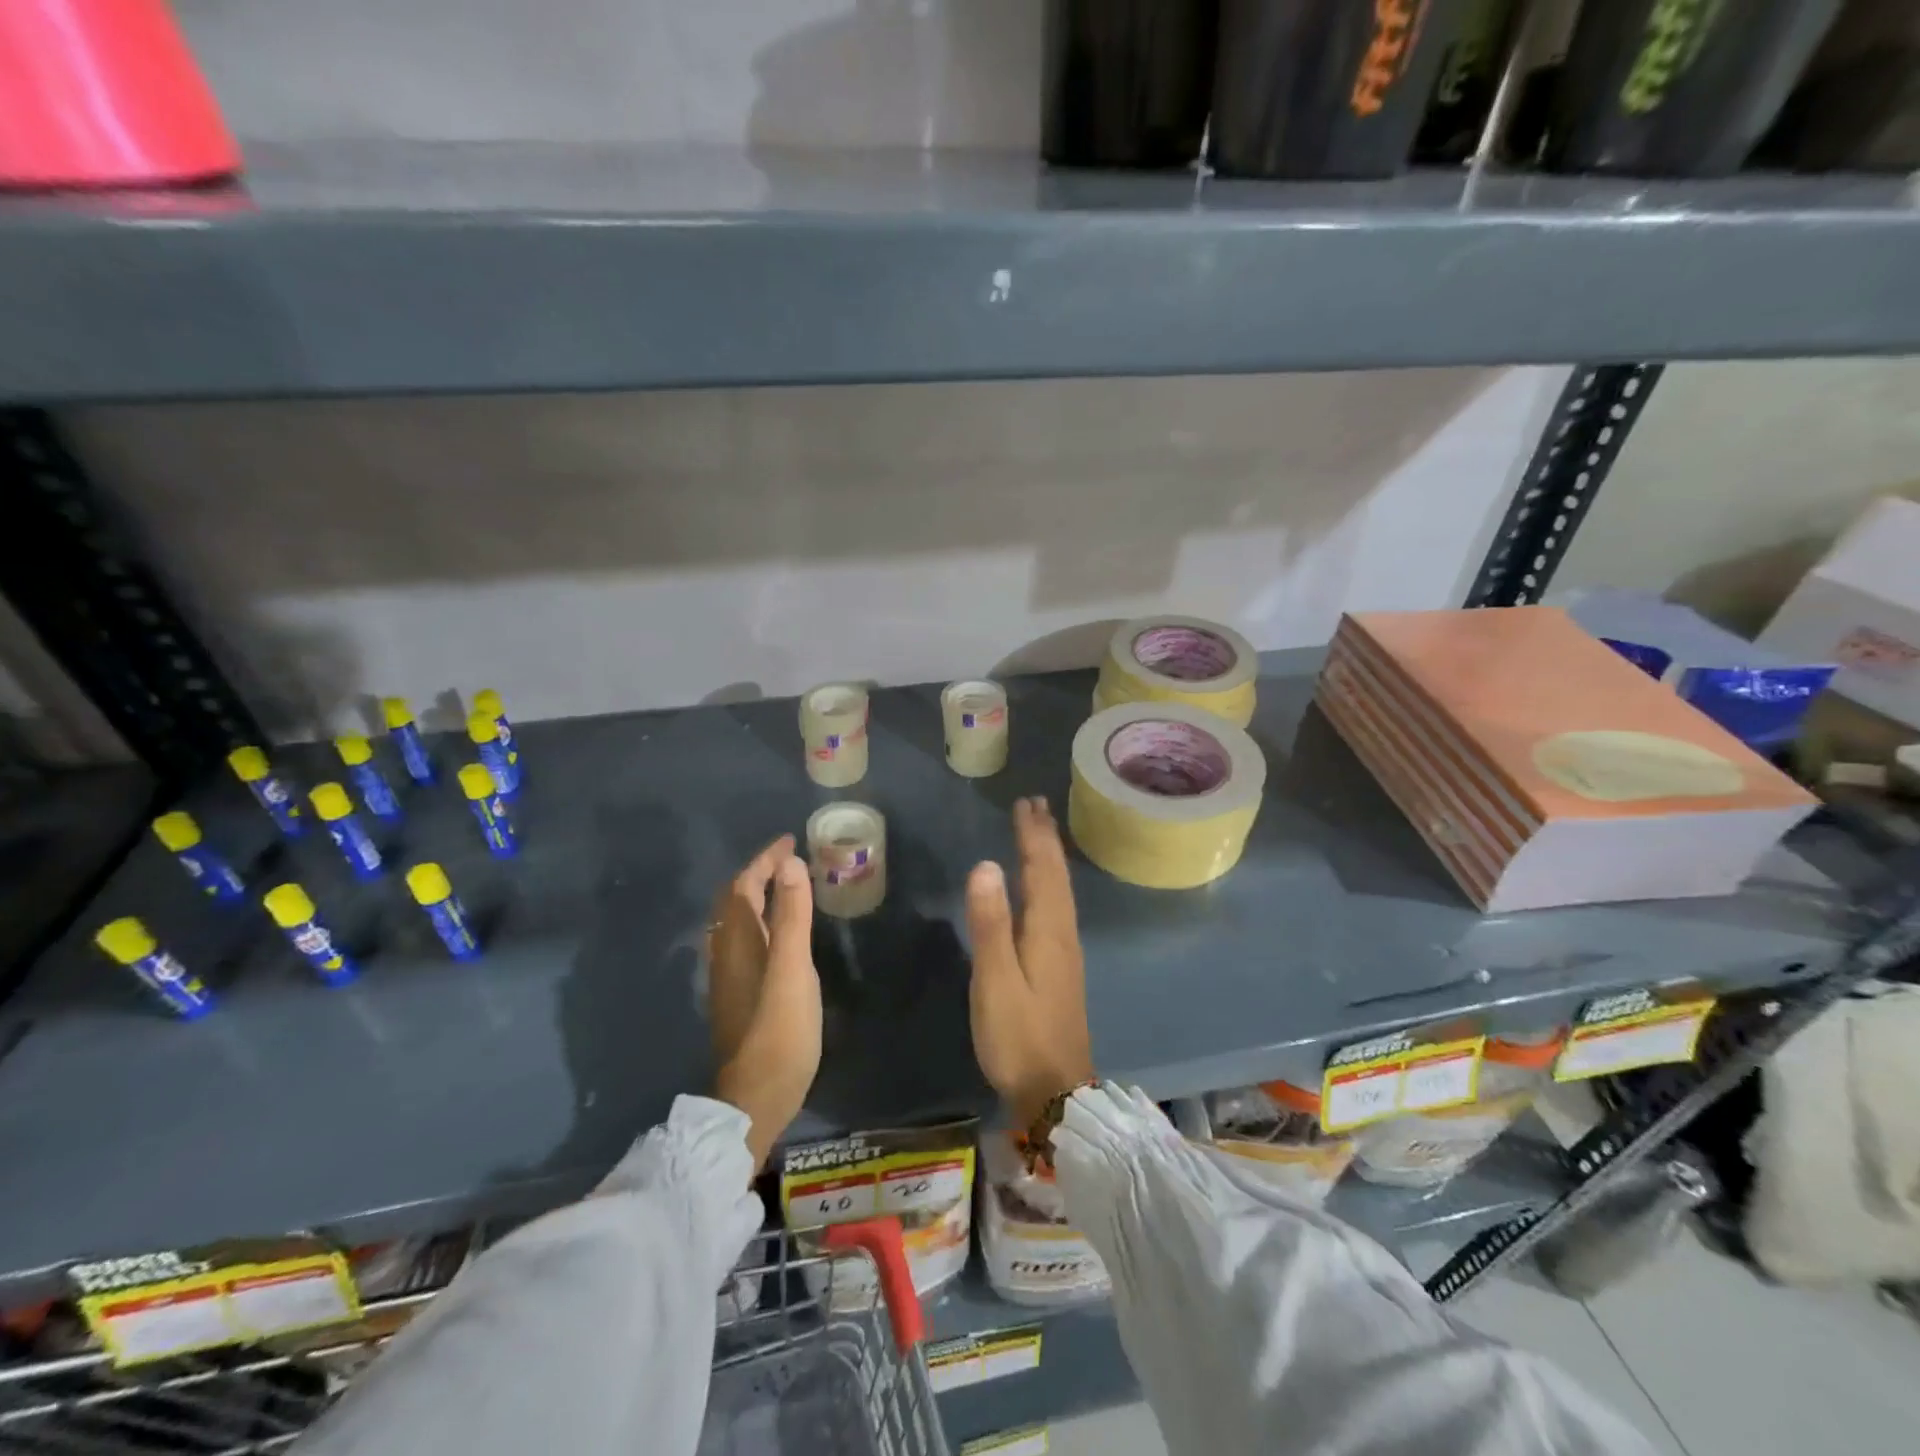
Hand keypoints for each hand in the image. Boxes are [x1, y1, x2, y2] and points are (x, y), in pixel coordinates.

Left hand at [709, 835, 820, 1170]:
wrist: (756, 1097)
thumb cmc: (779, 1031)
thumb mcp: (793, 969)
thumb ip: (792, 916)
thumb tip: (789, 863)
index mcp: (739, 943)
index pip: (744, 886)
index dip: (764, 860)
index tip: (789, 841)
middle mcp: (727, 954)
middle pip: (735, 902)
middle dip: (758, 873)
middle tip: (790, 859)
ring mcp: (730, 977)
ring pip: (738, 922)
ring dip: (757, 896)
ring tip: (786, 886)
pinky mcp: (739, 995)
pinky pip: (745, 940)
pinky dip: (761, 920)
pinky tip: (779, 933)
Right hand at [966, 798, 1092, 1128]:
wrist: (1056, 1092)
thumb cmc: (1019, 1036)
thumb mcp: (996, 980)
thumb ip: (990, 924)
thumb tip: (985, 864)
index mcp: (1048, 931)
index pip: (1042, 871)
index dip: (1033, 836)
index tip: (1025, 804)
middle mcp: (1063, 934)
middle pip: (1056, 876)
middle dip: (1045, 839)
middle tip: (1036, 806)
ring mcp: (1066, 953)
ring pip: (1060, 892)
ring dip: (1050, 858)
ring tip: (1041, 835)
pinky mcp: (1061, 969)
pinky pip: (1057, 908)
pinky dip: (1050, 884)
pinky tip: (1044, 891)